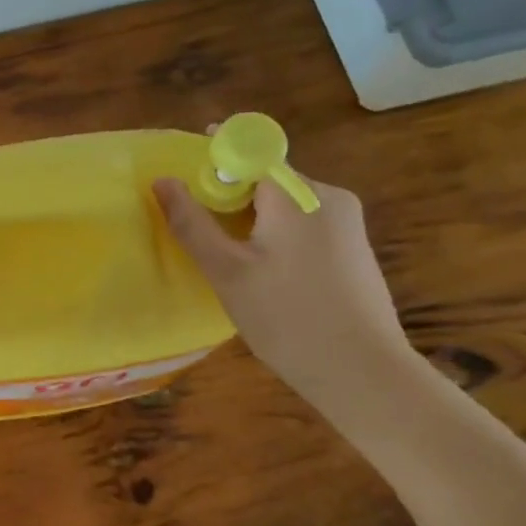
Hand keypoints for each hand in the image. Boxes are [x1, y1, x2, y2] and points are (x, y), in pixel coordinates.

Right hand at [152, 169, 407, 404]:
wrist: (363, 373)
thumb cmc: (287, 317)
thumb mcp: (227, 271)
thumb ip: (191, 222)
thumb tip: (163, 180)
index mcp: (299, 194)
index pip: (250, 152)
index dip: (214, 160)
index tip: (188, 186)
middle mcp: (329, 196)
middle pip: (266, 179)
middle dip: (228, 198)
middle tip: (201, 235)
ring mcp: (347, 223)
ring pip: (283, 204)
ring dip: (250, 221)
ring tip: (229, 263)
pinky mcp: (353, 249)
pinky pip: (302, 225)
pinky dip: (274, 237)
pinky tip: (264, 276)